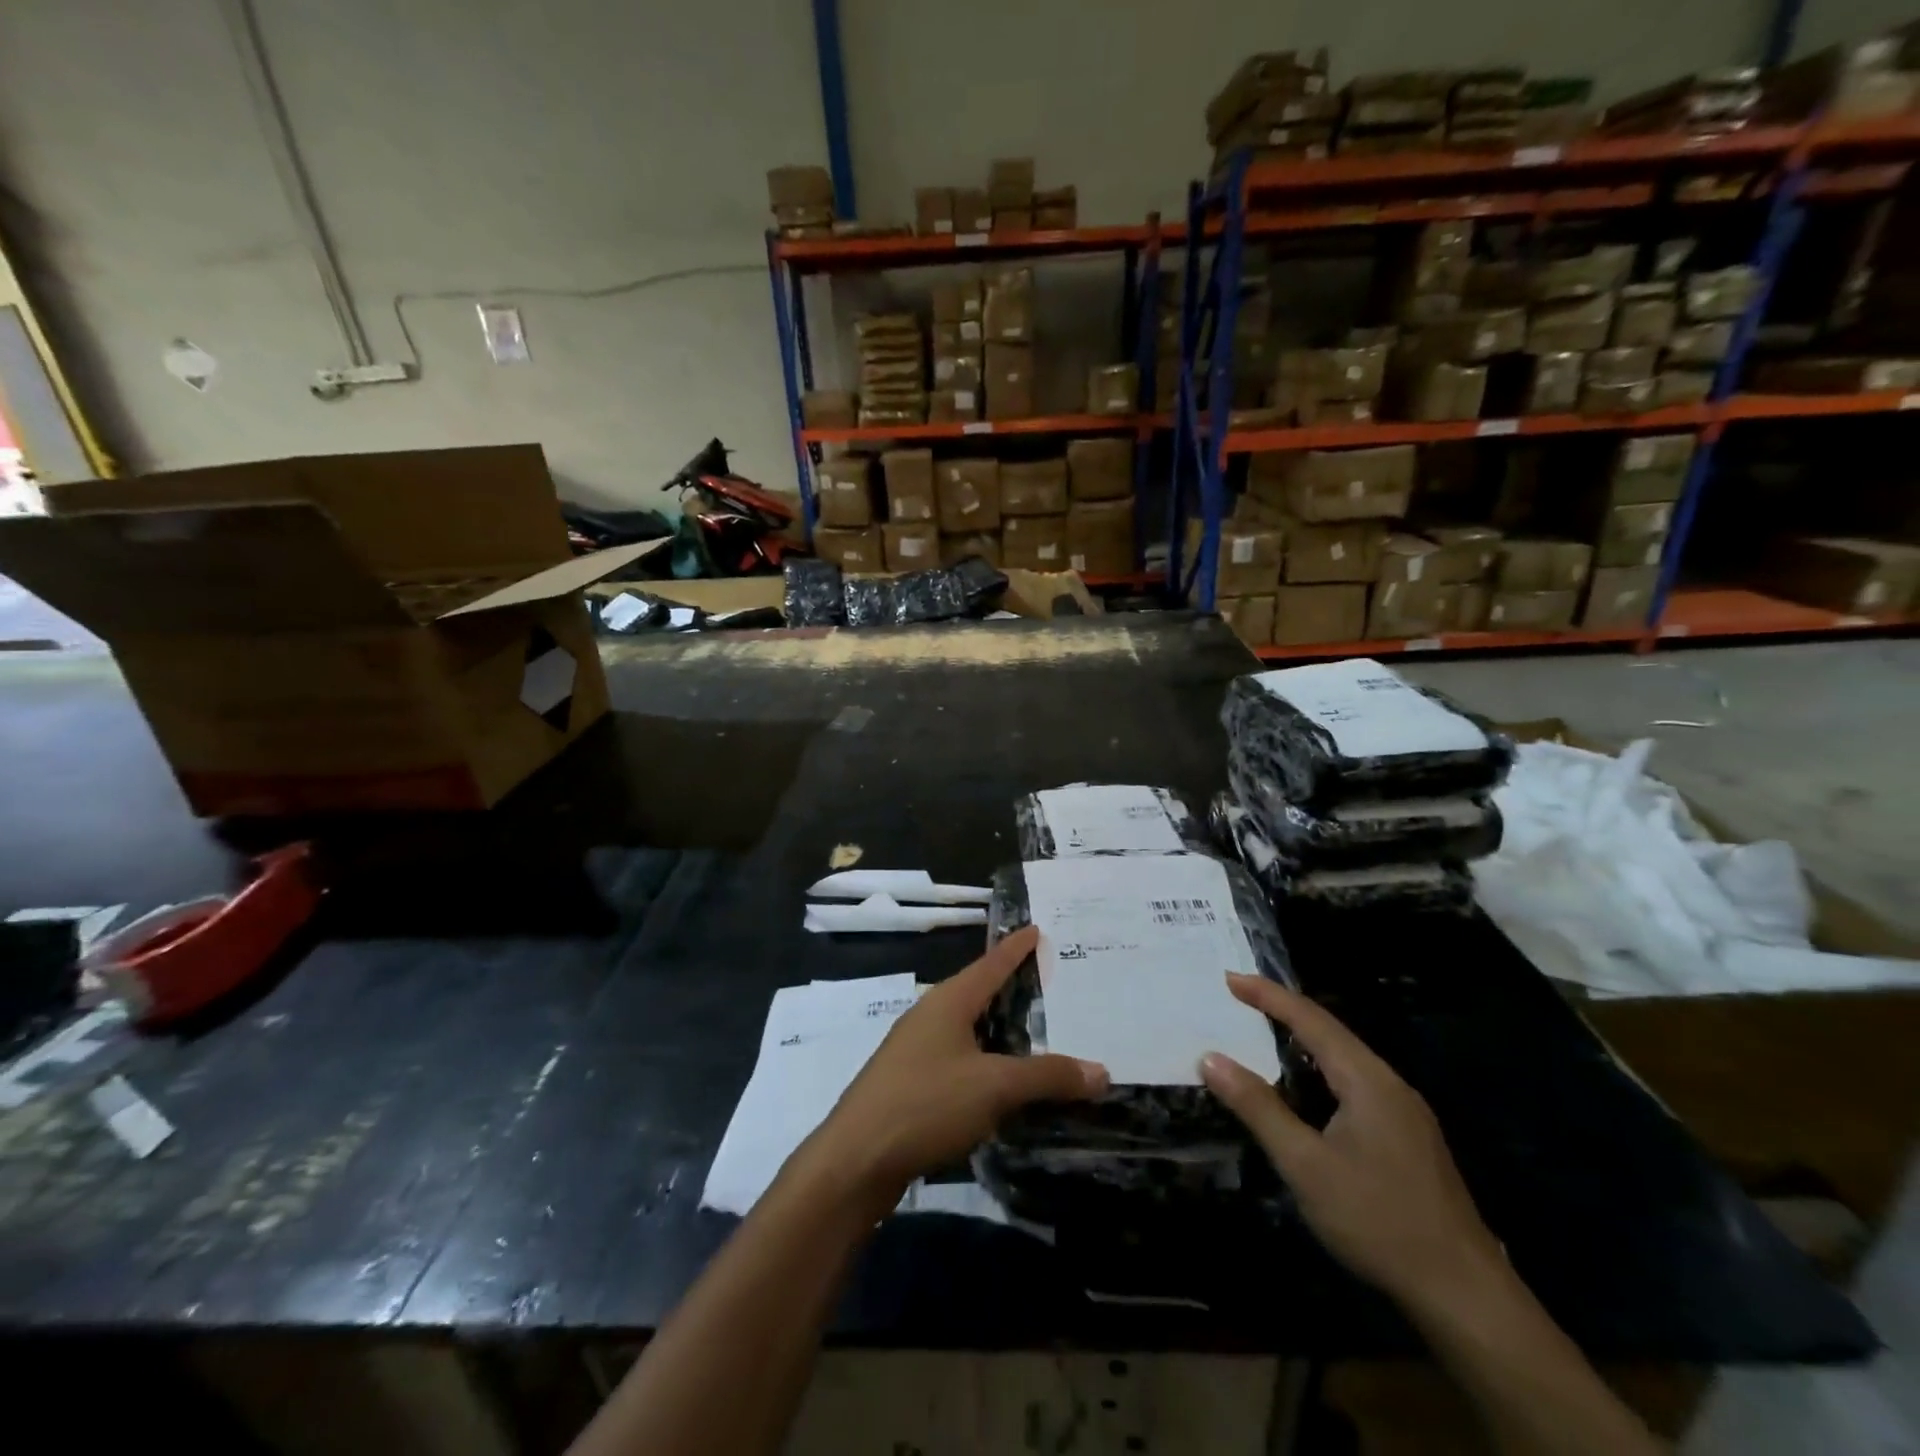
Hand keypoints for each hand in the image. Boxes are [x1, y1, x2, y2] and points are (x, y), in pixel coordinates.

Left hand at [809, 926, 1109, 1205]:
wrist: (855, 1160)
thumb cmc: (926, 1104)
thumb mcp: (995, 1087)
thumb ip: (1048, 1076)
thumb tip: (1102, 1071)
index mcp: (948, 1001)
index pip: (991, 964)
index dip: (1016, 948)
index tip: (1037, 928)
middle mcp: (930, 1016)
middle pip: (978, 993)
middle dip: (1013, 988)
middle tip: (1051, 983)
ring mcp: (915, 1050)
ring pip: (968, 1029)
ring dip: (1000, 1030)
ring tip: (1035, 1033)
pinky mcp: (910, 1084)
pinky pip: (958, 1059)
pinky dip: (986, 1061)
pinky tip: (1001, 1083)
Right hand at [1200, 973, 1504, 1310]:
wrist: (1465, 1295)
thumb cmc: (1378, 1220)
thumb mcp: (1305, 1164)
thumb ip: (1258, 1107)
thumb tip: (1211, 1058)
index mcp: (1367, 1080)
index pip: (1311, 1019)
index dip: (1268, 995)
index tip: (1229, 978)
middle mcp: (1389, 1084)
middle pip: (1331, 1032)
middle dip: (1284, 1010)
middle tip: (1239, 998)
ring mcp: (1405, 1112)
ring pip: (1345, 1058)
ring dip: (1303, 1039)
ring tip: (1263, 1031)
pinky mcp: (1409, 1138)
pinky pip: (1355, 1083)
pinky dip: (1320, 1069)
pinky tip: (1306, 1088)